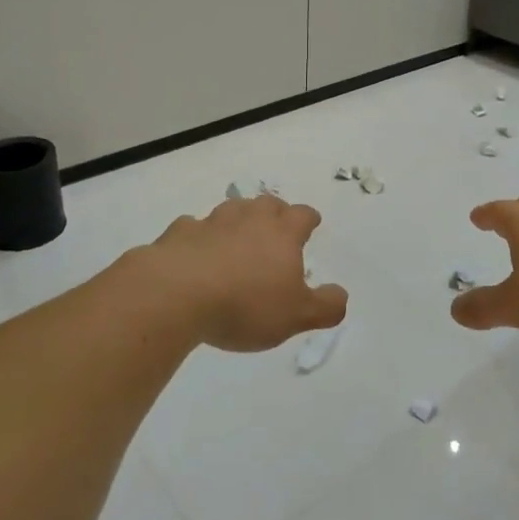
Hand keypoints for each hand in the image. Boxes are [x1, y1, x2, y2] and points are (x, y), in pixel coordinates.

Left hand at [140, 196, 346, 352]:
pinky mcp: (180, 233)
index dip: (308, 219)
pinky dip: (199, 236)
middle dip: (275, 212)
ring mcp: (212, 222)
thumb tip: (341, 295)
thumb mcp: (296, 316)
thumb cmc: (246, 304)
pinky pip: (194, 227)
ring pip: (231, 210)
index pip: (302, 215)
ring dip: (238, 220)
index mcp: (282, 233)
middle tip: (276, 227)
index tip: (311, 223)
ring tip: (238, 237)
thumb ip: (325, 306)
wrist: (177, 293)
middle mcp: (249, 219)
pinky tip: (196, 251)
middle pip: (267, 204)